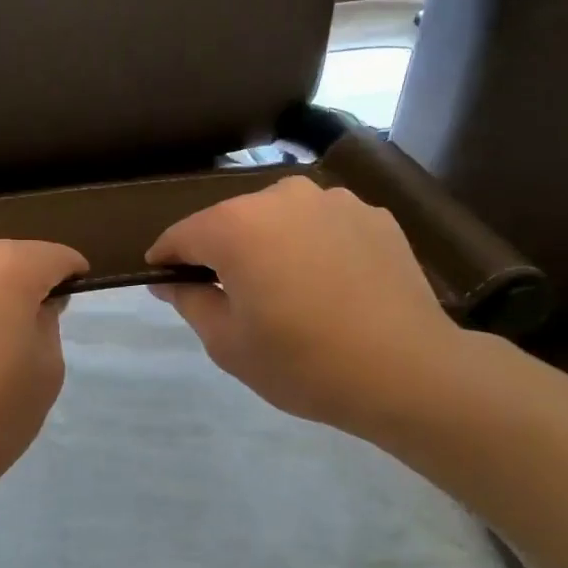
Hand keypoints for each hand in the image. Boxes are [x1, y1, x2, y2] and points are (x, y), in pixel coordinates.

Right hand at [147, 176, 465, 437]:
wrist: (407, 371)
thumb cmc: (302, 363)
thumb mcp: (227, 343)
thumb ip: (190, 301)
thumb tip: (171, 281)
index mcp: (237, 226)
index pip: (183, 235)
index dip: (166, 258)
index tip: (161, 280)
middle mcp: (283, 197)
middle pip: (231, 220)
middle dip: (219, 251)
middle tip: (225, 294)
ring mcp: (334, 201)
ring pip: (278, 218)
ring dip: (266, 245)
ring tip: (280, 288)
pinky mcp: (373, 215)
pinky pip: (321, 225)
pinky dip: (309, 246)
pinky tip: (324, 284)